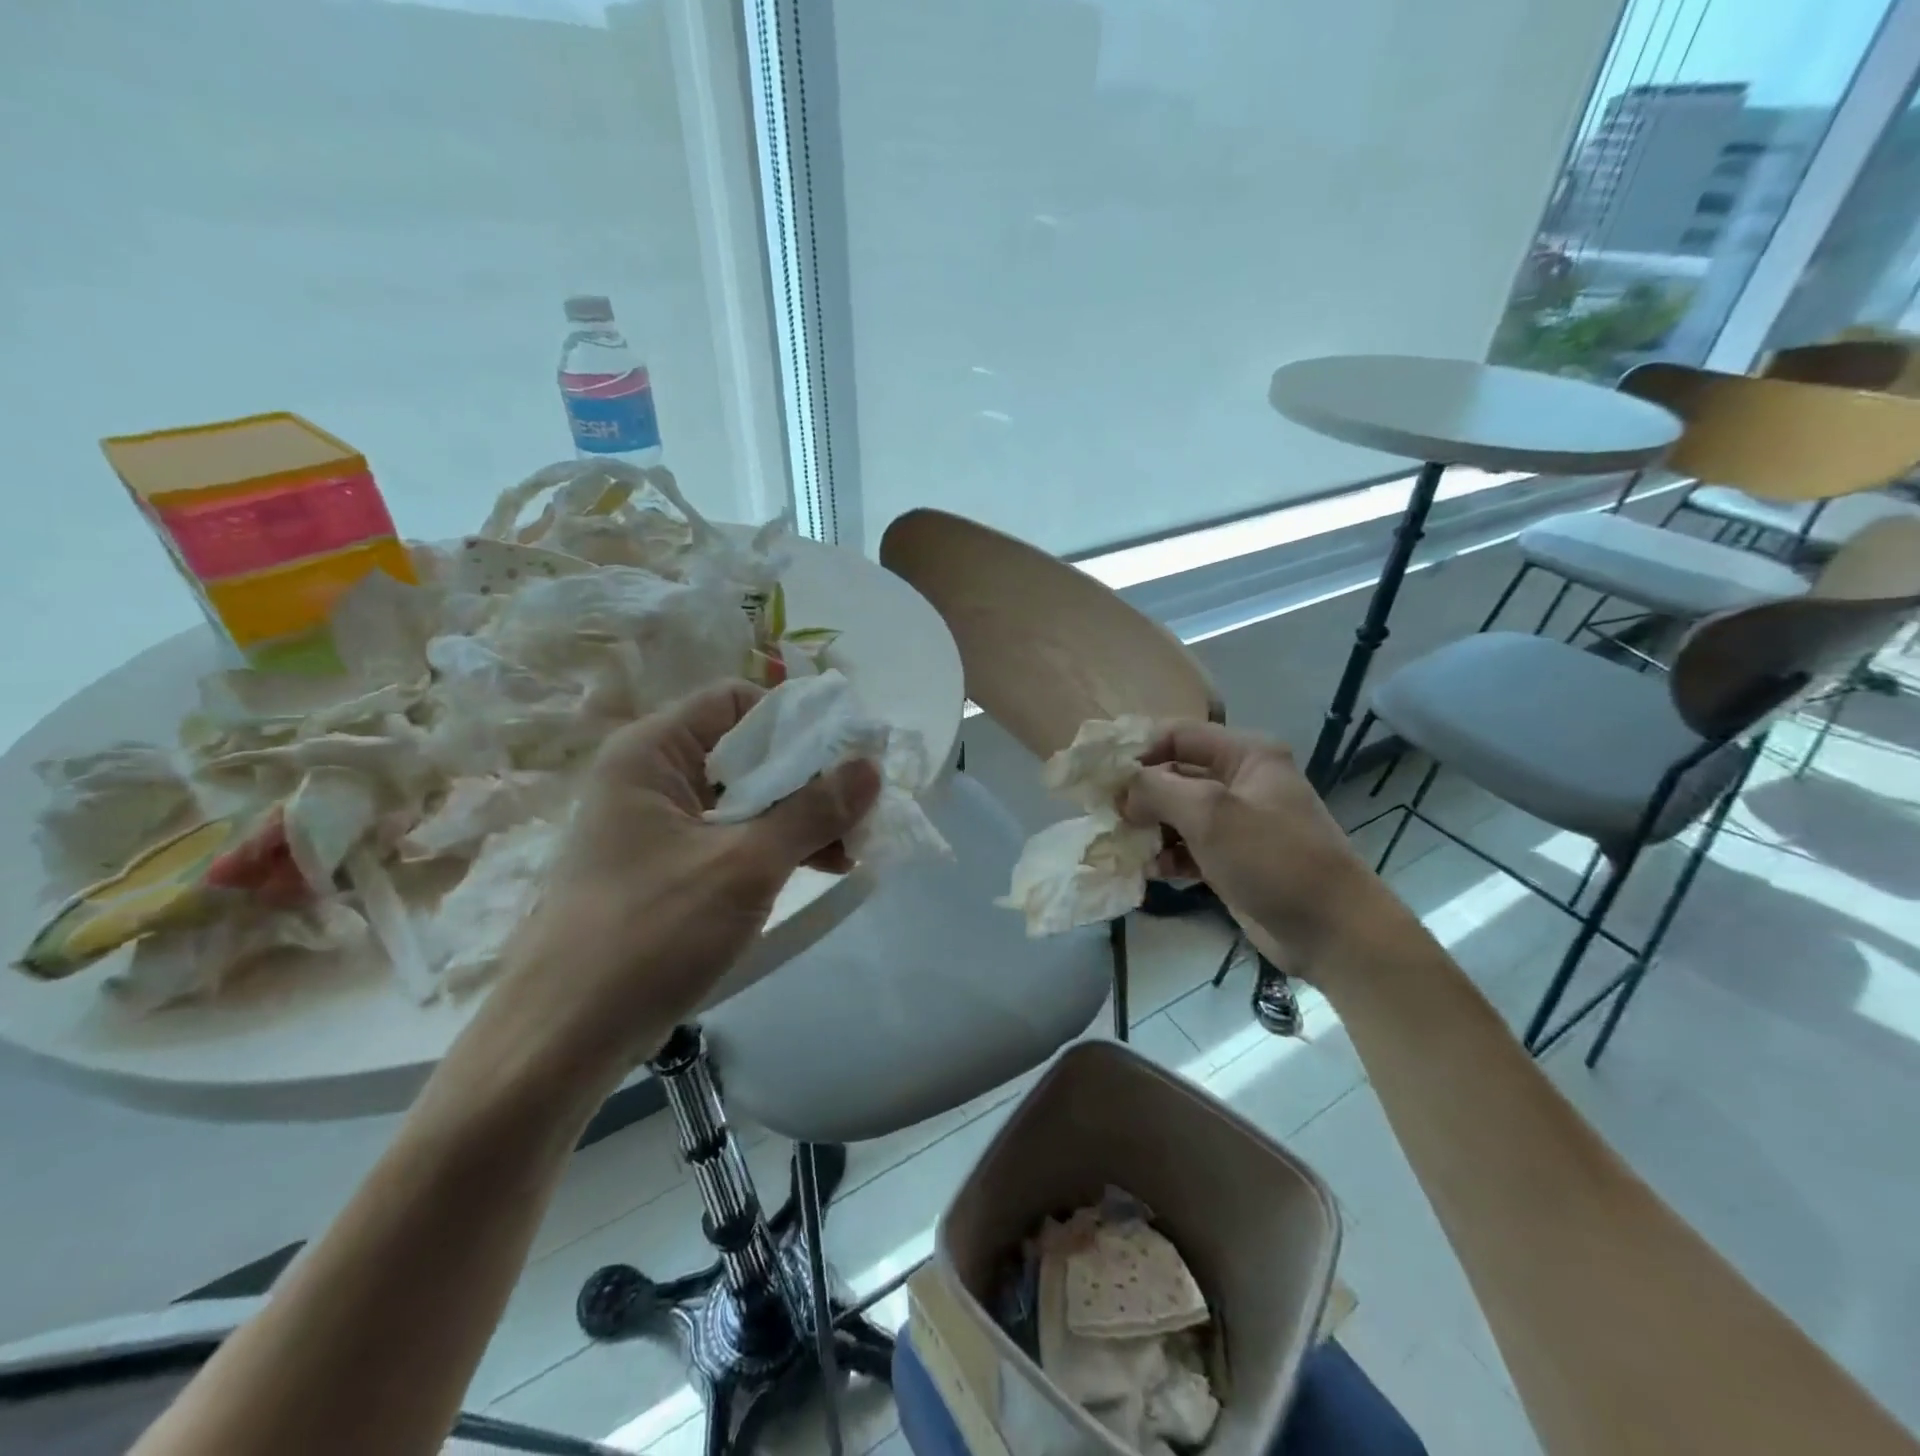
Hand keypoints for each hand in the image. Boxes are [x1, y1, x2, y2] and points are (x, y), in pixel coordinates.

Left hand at [484, 681, 879, 1089]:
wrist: (560, 1040)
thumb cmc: (650, 934)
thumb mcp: (745, 866)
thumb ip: (813, 811)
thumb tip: (870, 766)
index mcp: (652, 753)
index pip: (736, 701)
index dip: (795, 721)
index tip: (847, 755)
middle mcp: (650, 777)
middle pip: (744, 751)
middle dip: (807, 777)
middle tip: (860, 807)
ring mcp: (654, 826)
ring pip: (742, 798)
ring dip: (797, 816)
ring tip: (850, 848)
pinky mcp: (663, 868)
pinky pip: (729, 837)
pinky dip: (772, 846)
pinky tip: (817, 868)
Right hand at [1122, 722, 1382, 973]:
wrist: (1332, 931)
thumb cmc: (1273, 858)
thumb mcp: (1210, 813)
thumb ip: (1157, 789)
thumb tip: (1123, 789)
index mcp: (1246, 755)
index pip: (1178, 735)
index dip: (1138, 750)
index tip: (1102, 776)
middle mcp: (1241, 781)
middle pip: (1174, 775)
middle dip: (1140, 795)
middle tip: (1107, 816)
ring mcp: (1237, 823)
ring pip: (1177, 814)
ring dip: (1149, 828)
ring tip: (1124, 846)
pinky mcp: (1233, 859)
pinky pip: (1188, 847)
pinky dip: (1167, 855)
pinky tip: (1150, 871)